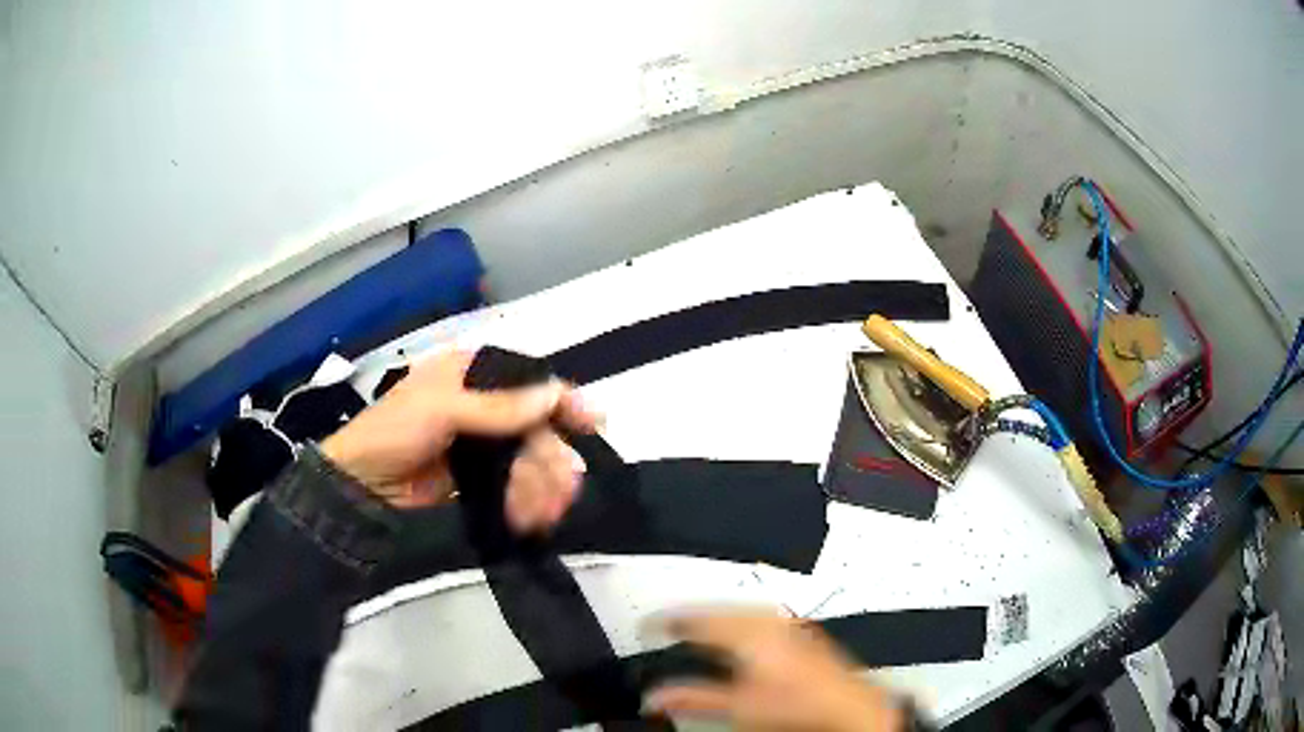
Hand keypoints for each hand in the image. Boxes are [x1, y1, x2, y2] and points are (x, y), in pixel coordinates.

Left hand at [321, 350, 599, 531]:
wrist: (362, 488)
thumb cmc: (393, 433)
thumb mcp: (441, 409)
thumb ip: (497, 406)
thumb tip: (553, 395)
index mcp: (470, 374)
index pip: (528, 380)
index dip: (562, 399)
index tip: (593, 423)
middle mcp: (483, 405)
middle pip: (537, 426)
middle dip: (551, 459)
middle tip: (564, 488)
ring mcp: (482, 445)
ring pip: (531, 460)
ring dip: (541, 487)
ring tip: (538, 514)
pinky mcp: (481, 480)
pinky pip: (518, 487)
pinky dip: (528, 503)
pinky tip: (530, 519)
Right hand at [646, 610, 903, 731]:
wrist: (846, 704)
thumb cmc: (800, 704)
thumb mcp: (736, 706)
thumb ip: (693, 698)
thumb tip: (656, 696)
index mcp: (747, 632)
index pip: (696, 618)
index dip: (667, 621)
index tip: (648, 625)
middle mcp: (767, 620)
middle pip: (719, 608)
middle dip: (692, 614)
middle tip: (669, 622)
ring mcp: (785, 623)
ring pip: (740, 609)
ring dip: (716, 614)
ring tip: (697, 624)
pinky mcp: (798, 631)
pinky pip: (759, 614)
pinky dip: (739, 619)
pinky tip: (738, 631)